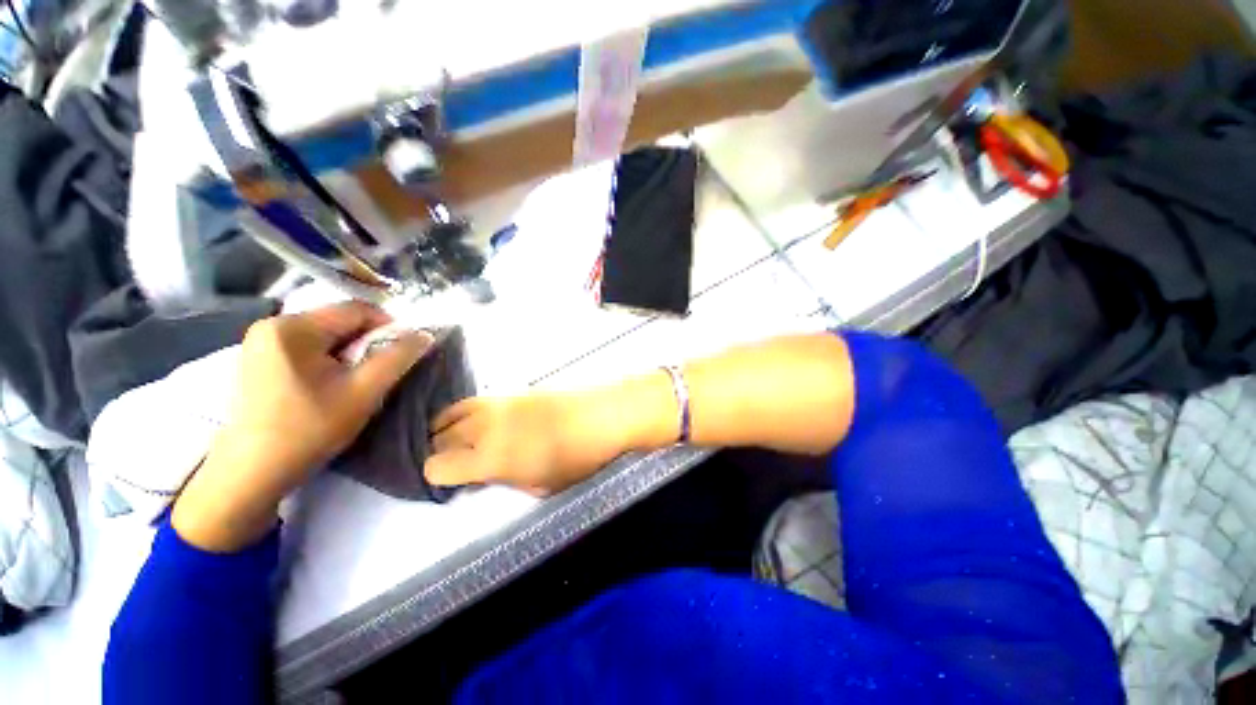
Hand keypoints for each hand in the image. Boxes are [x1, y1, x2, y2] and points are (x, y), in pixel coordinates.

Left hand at [173, 302, 434, 551]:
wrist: (250, 474)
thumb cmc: (308, 430)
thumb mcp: (363, 392)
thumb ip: (398, 358)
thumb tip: (425, 335)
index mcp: (293, 327)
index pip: (357, 310)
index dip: (389, 327)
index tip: (402, 355)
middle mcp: (273, 325)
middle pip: (340, 322)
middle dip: (368, 344)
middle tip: (377, 375)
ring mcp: (261, 342)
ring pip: (326, 336)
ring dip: (350, 354)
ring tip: (355, 384)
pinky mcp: (258, 360)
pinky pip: (308, 348)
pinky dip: (329, 361)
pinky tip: (329, 387)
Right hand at [423, 391, 638, 495]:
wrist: (603, 415)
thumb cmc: (578, 458)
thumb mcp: (542, 486)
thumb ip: (508, 481)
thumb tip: (491, 475)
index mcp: (490, 458)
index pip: (436, 466)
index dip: (438, 477)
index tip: (452, 482)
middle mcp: (485, 427)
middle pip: (440, 437)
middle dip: (442, 452)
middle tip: (459, 461)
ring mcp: (499, 404)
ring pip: (453, 412)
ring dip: (449, 428)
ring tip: (459, 438)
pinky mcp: (513, 391)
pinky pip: (477, 401)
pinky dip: (468, 412)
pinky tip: (483, 420)